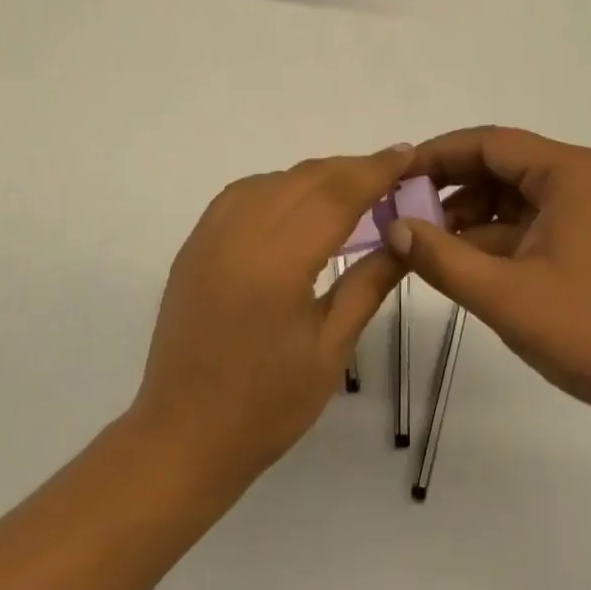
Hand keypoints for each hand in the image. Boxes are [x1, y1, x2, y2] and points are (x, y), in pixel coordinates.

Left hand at [129, 145, 414, 492]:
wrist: (183, 435)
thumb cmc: (267, 405)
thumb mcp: (331, 349)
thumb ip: (368, 283)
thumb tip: (404, 238)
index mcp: (277, 262)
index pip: (336, 195)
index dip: (374, 171)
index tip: (406, 154)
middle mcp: (239, 234)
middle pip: (304, 179)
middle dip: (350, 169)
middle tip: (389, 174)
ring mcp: (209, 235)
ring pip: (271, 180)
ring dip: (313, 176)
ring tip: (348, 190)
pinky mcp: (193, 244)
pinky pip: (240, 195)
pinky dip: (275, 187)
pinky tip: (294, 205)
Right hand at [388, 127, 590, 432]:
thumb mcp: (505, 296)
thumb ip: (442, 258)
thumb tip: (393, 228)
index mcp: (569, 173)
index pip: (488, 143)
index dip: (436, 155)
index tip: (395, 177)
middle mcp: (582, 177)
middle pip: (500, 164)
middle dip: (450, 187)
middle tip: (404, 212)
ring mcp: (590, 207)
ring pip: (513, 194)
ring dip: (470, 215)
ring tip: (429, 244)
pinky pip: (531, 220)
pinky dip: (496, 236)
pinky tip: (466, 263)